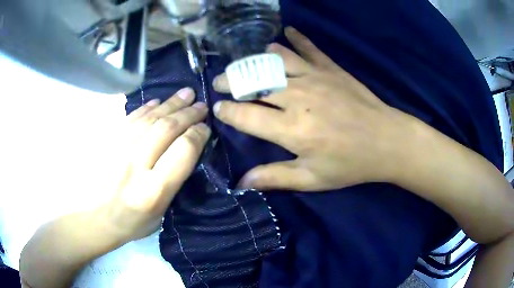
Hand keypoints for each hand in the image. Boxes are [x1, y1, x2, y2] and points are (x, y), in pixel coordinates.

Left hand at [102, 88, 210, 241]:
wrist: (98, 218)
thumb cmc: (134, 222)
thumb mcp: (162, 214)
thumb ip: (176, 182)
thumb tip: (190, 149)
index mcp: (153, 191)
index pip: (182, 151)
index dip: (198, 134)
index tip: (205, 128)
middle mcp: (135, 166)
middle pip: (166, 129)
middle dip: (188, 113)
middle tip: (201, 105)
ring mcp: (118, 151)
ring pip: (149, 118)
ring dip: (170, 104)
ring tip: (185, 94)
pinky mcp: (108, 143)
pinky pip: (130, 118)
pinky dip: (146, 107)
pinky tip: (157, 101)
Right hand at [213, 27, 416, 191]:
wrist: (387, 141)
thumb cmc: (350, 164)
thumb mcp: (313, 179)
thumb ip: (275, 178)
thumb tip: (241, 183)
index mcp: (291, 129)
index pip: (245, 115)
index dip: (227, 111)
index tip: (217, 109)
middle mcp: (297, 97)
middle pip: (253, 83)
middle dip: (231, 82)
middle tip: (220, 82)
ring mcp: (315, 77)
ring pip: (275, 61)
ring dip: (254, 60)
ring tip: (243, 62)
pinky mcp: (331, 68)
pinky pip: (308, 48)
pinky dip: (295, 38)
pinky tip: (285, 32)